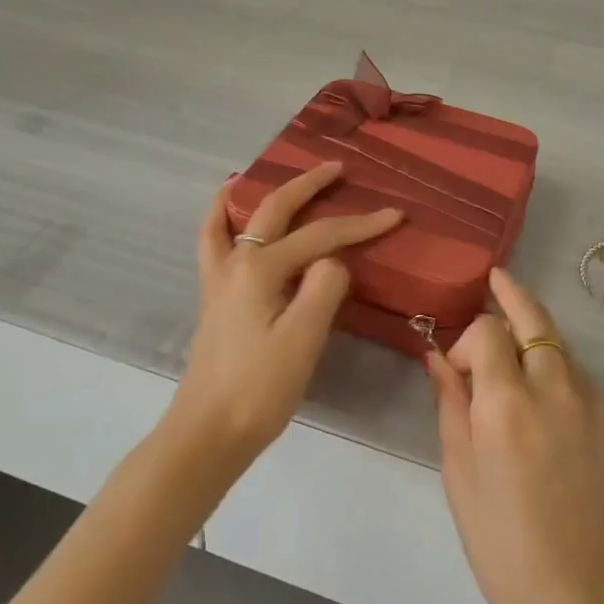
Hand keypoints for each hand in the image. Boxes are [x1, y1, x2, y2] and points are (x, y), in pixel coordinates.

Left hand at [170, 162, 402, 467]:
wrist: (208, 434)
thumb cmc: (259, 389)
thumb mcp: (302, 340)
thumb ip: (322, 289)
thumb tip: (333, 261)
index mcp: (261, 268)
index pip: (320, 236)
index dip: (360, 224)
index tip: (395, 215)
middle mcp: (237, 262)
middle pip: (275, 209)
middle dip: (309, 184)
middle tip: (337, 168)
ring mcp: (220, 279)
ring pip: (237, 218)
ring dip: (259, 191)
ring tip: (269, 172)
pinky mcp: (215, 298)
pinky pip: (213, 241)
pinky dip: (220, 218)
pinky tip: (226, 214)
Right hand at [427, 269, 603, 603]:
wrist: (577, 592)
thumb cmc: (499, 537)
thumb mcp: (458, 470)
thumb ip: (450, 402)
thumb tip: (437, 355)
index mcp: (507, 402)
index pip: (488, 330)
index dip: (468, 340)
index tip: (457, 371)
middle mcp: (554, 387)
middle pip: (534, 317)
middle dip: (512, 294)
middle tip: (497, 279)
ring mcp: (591, 401)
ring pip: (559, 344)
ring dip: (535, 338)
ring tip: (516, 355)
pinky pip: (579, 377)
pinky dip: (557, 372)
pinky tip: (546, 405)